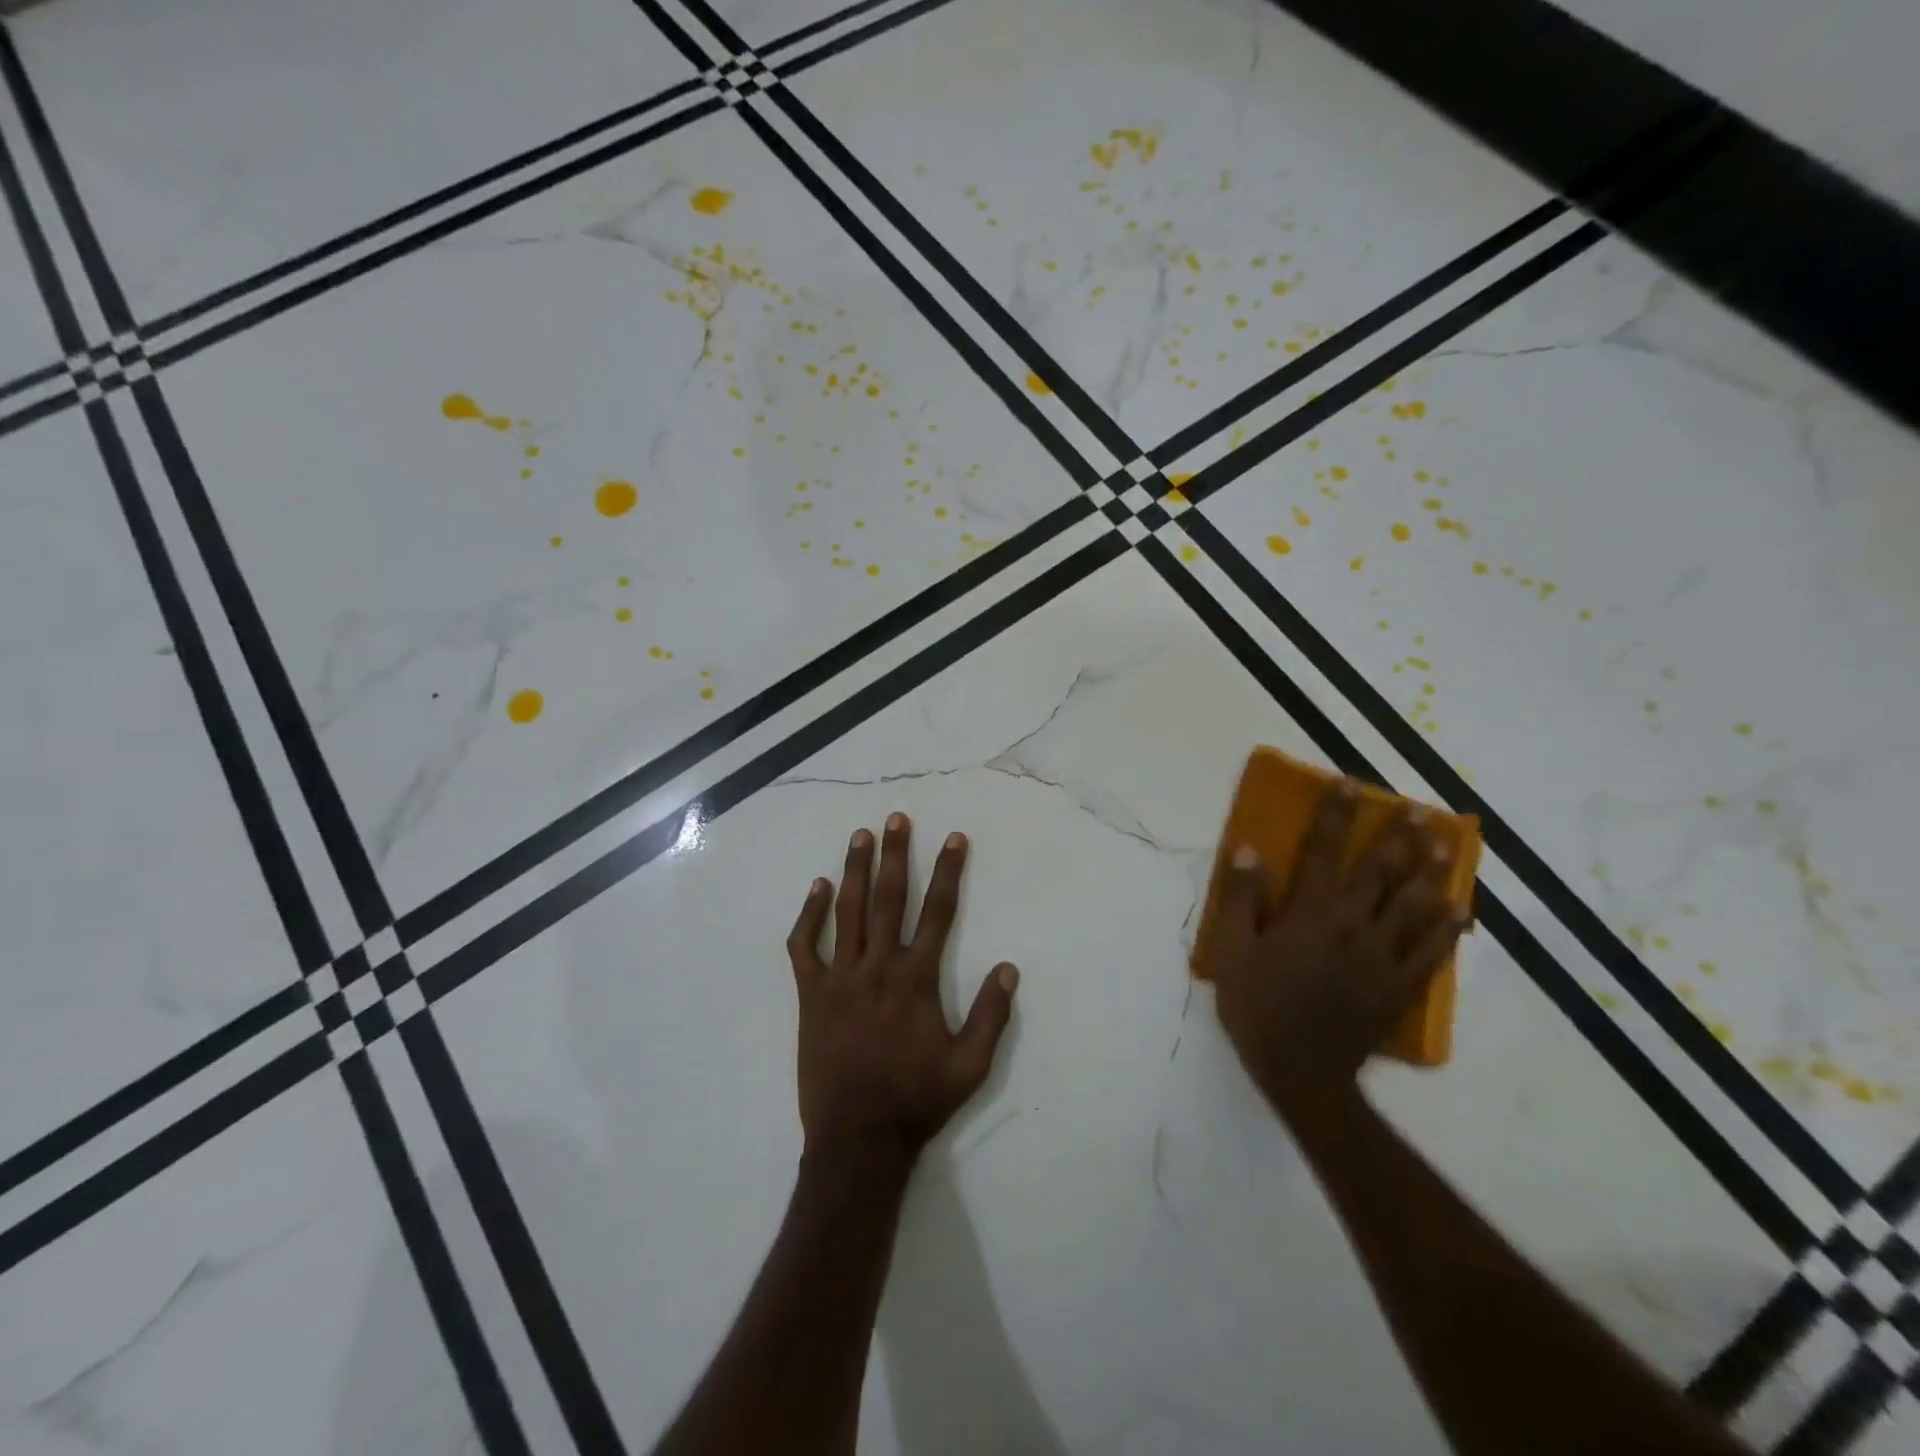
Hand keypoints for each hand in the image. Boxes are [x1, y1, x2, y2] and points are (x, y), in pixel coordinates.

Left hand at [788, 813, 1018, 1162]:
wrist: (857, 1139)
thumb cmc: (917, 1101)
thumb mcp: (970, 1067)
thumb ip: (991, 1016)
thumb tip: (1009, 968)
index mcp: (916, 980)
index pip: (939, 913)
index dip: (949, 873)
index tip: (955, 838)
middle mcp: (878, 967)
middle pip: (890, 899)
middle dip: (897, 855)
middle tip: (898, 818)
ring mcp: (840, 978)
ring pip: (848, 912)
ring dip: (856, 871)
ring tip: (861, 836)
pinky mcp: (811, 994)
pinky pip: (805, 946)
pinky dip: (810, 915)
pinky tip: (818, 888)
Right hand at [1212, 785, 1466, 1133]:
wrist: (1301, 1072)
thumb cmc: (1258, 1006)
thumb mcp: (1233, 950)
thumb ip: (1242, 897)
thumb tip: (1247, 849)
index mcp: (1311, 912)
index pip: (1324, 851)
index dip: (1336, 815)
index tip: (1349, 784)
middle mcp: (1353, 925)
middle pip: (1382, 872)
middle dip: (1400, 838)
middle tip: (1419, 811)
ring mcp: (1383, 956)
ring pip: (1416, 906)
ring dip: (1432, 873)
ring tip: (1446, 847)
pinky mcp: (1400, 987)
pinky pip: (1432, 952)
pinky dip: (1448, 930)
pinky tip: (1461, 913)